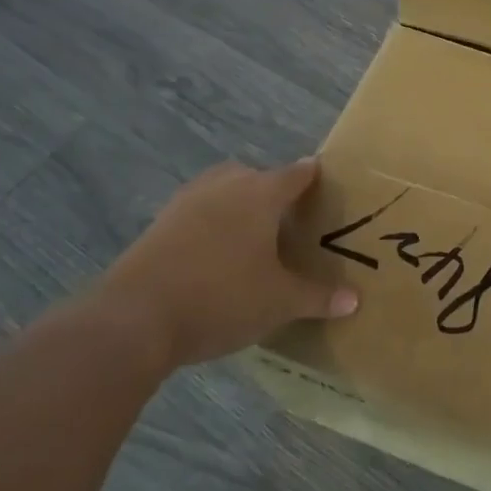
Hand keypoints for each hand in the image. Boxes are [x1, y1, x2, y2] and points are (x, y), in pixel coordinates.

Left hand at [98, 158, 356, 371]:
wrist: (135, 317)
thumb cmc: (222, 298)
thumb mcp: (278, 303)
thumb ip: (317, 297)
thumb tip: (355, 300)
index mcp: (262, 194)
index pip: (297, 173)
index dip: (313, 176)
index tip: (325, 182)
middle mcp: (226, 185)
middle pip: (256, 175)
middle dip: (272, 190)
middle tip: (287, 218)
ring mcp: (187, 201)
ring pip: (222, 189)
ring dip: (237, 203)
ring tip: (250, 235)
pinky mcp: (159, 222)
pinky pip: (196, 211)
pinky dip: (209, 223)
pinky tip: (213, 254)